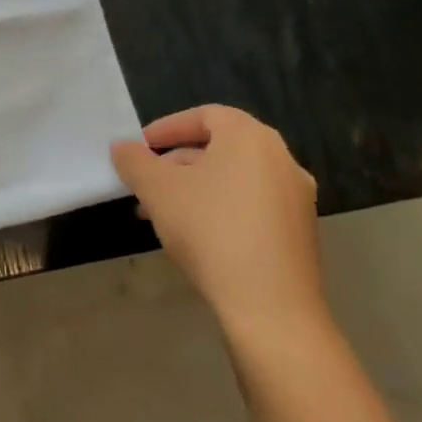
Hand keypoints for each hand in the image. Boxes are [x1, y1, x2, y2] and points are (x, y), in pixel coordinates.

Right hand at [111, 105, 321, 340]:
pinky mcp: (300, 232)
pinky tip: (194, 234)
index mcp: (251, 139)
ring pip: (234, 179)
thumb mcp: (157, 190)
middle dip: (176, 161)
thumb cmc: (210, 230)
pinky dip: (220, 208)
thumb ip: (134, 161)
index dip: (167, 127)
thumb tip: (122, 147)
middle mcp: (282, 160)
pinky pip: (251, 205)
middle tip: (145, 181)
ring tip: (161, 212)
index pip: (206, 115)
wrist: (270, 306)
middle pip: (221, 147)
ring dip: (194, 187)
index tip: (140, 147)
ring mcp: (296, 198)